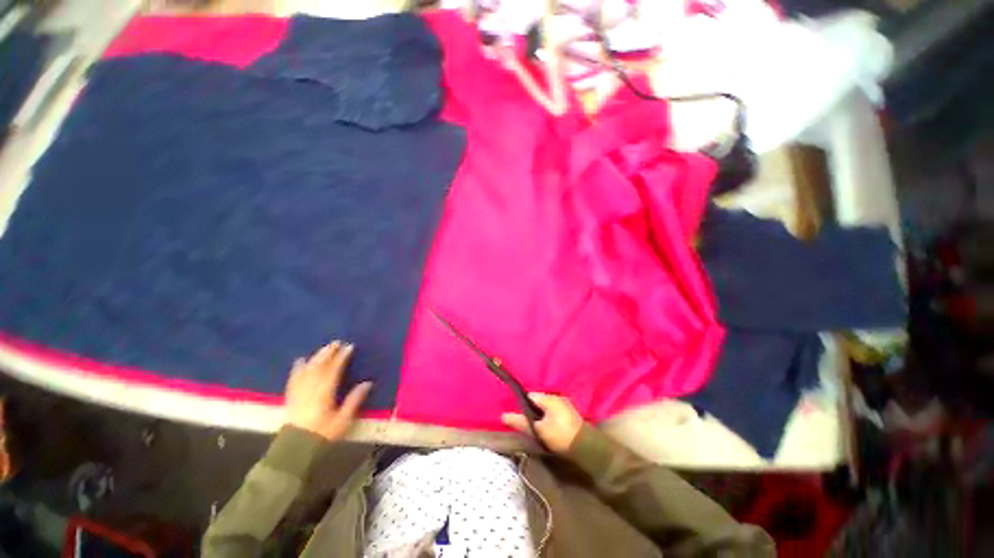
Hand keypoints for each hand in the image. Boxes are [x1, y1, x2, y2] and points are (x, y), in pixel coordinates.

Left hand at [284, 341, 371, 441]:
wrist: (296, 449)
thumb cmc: (323, 433)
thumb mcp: (343, 419)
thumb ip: (354, 400)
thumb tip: (368, 383)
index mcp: (325, 392)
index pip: (334, 370)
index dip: (342, 357)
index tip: (349, 347)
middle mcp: (311, 389)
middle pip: (320, 367)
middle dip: (328, 353)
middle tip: (336, 343)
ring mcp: (299, 392)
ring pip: (307, 370)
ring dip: (316, 357)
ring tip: (323, 348)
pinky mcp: (291, 397)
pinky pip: (294, 379)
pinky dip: (297, 368)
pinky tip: (300, 361)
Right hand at [501, 393, 583, 453]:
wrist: (585, 447)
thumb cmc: (559, 436)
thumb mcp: (538, 430)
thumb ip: (521, 422)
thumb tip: (503, 416)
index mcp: (549, 398)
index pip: (530, 396)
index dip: (523, 405)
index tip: (520, 417)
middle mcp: (557, 397)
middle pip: (538, 401)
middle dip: (532, 410)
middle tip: (528, 425)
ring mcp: (565, 404)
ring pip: (546, 406)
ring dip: (541, 414)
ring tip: (537, 428)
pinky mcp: (570, 413)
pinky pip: (554, 411)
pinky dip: (549, 417)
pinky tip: (549, 428)